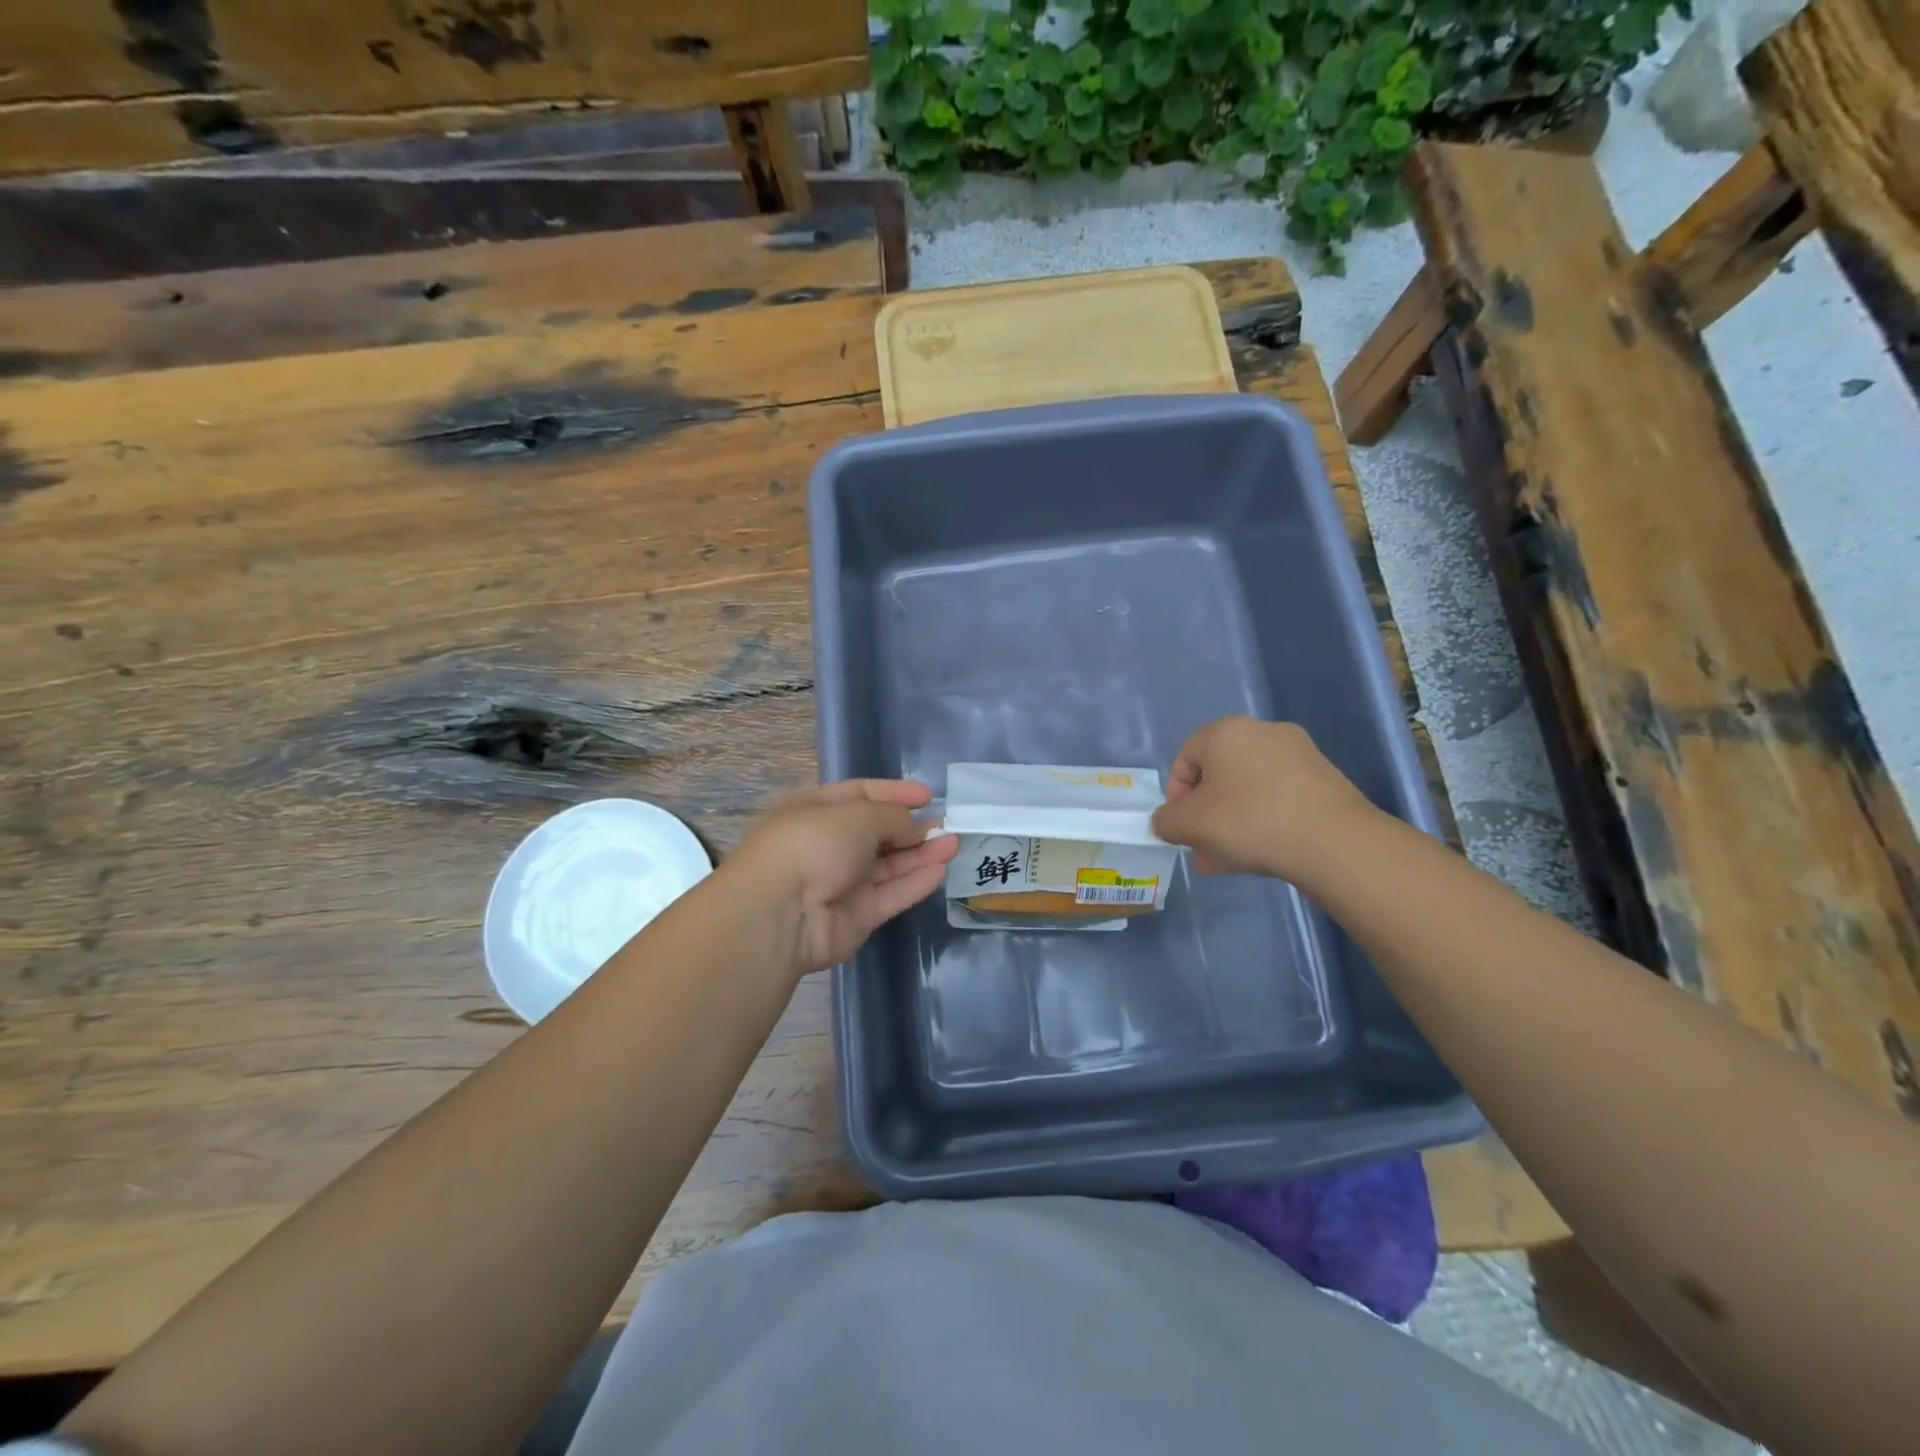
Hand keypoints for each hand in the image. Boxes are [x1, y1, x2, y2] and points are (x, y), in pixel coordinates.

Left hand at [728, 779, 958, 978]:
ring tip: (954, 843)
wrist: (782, 913)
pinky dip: (914, 882)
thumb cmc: (814, 844)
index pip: (860, 795)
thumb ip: (894, 817)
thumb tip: (914, 827)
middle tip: (946, 823)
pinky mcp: (856, 916)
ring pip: (888, 865)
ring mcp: (841, 883)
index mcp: (815, 811)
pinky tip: (941, 869)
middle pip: (877, 832)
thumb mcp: (857, 815)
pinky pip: (890, 894)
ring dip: (920, 854)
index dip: (894, 793)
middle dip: (911, 827)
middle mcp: (827, 845)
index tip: (927, 794)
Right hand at [1151, 717, 1377, 882]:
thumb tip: (1167, 821)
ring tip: (1232, 859)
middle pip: (1217, 775)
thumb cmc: (1250, 822)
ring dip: (1232, 821)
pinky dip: (1264, 819)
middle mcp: (1262, 731)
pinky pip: (1278, 796)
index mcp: (1225, 731)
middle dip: (1205, 815)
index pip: (1183, 760)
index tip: (1182, 830)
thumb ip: (1166, 821)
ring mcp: (1299, 753)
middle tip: (1204, 849)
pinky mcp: (1325, 777)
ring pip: (1248, 788)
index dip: (1175, 798)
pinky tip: (1266, 851)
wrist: (1335, 842)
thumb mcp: (1189, 826)